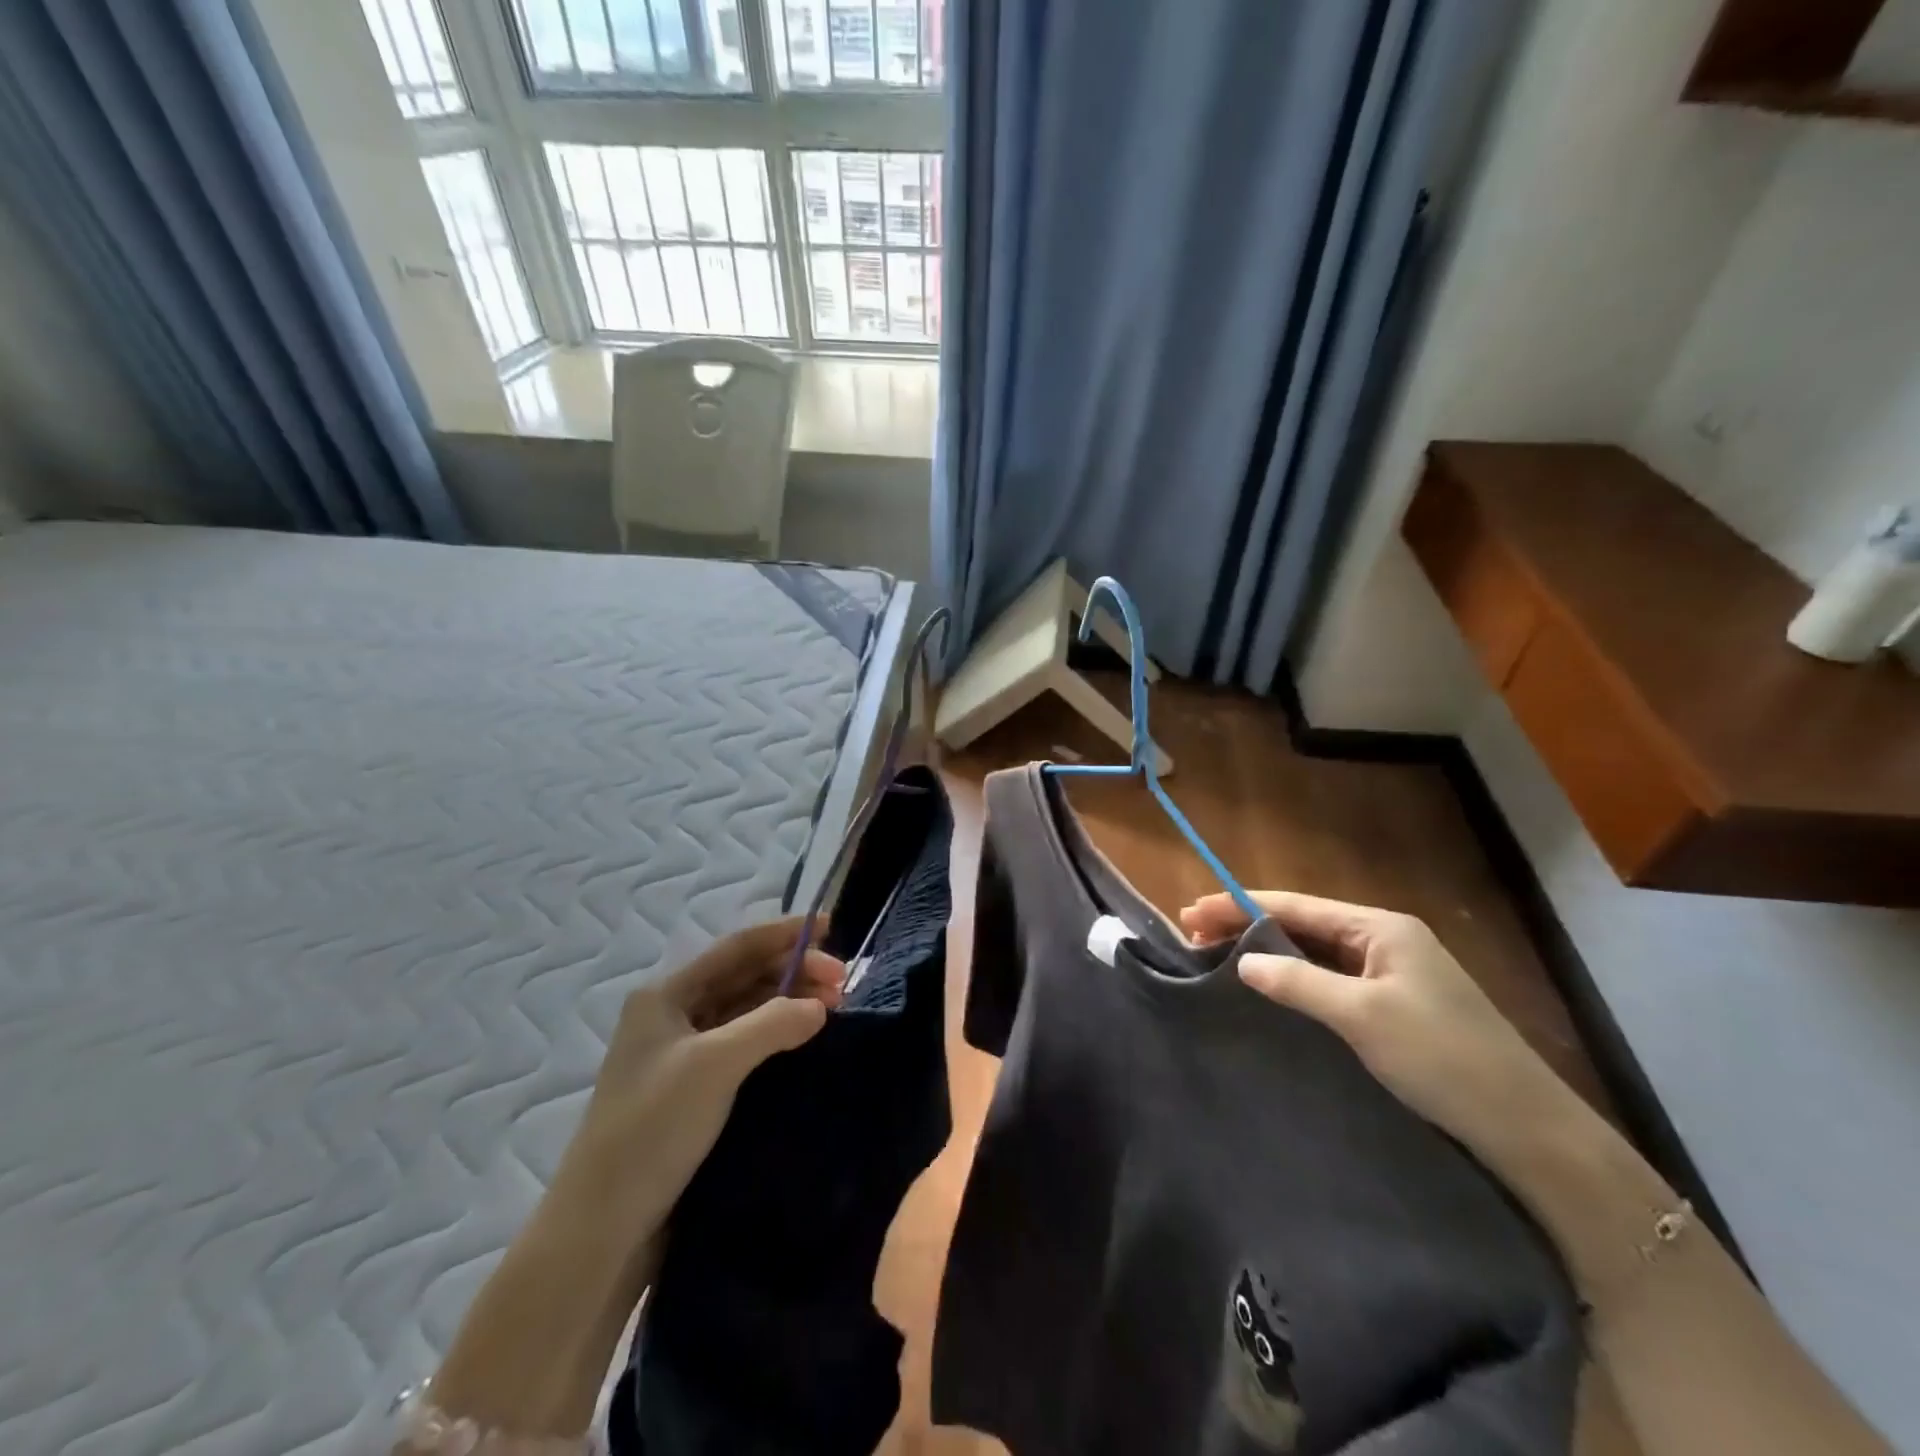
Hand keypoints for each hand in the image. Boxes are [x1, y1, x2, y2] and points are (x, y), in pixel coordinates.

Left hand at [428, 917, 844, 1439]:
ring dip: (790, 1002)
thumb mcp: (713, 1065)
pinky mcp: (697, 1089)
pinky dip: (778, 1034)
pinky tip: (806, 1039)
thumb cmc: (651, 1130)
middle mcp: (675, 1015)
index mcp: (666, 995)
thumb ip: (771, 1023)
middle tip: (843, 984)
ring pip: (748, 1009)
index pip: (736, 947)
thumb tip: (820, 1007)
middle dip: (795, 971)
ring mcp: (685, 1053)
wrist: (603, 1229)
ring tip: (834, 1008)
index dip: (785, 933)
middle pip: (745, 976)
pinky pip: (747, 1044)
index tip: (832, 928)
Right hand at [1180, 891, 1568, 1156]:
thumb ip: (1299, 983)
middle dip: (1247, 926)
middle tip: (1192, 935)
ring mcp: (1391, 975)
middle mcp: (1384, 941)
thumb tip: (1243, 962)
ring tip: (1216, 958)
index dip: (1239, 905)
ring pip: (1314, 953)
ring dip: (1267, 953)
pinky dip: (1293, 980)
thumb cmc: (1444, 1059)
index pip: (1296, 906)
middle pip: (1302, 924)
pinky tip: (1267, 989)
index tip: (1191, 911)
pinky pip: (1330, 981)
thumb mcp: (1364, 1016)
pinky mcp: (1393, 1008)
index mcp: (1381, 927)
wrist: (1528, 1131)